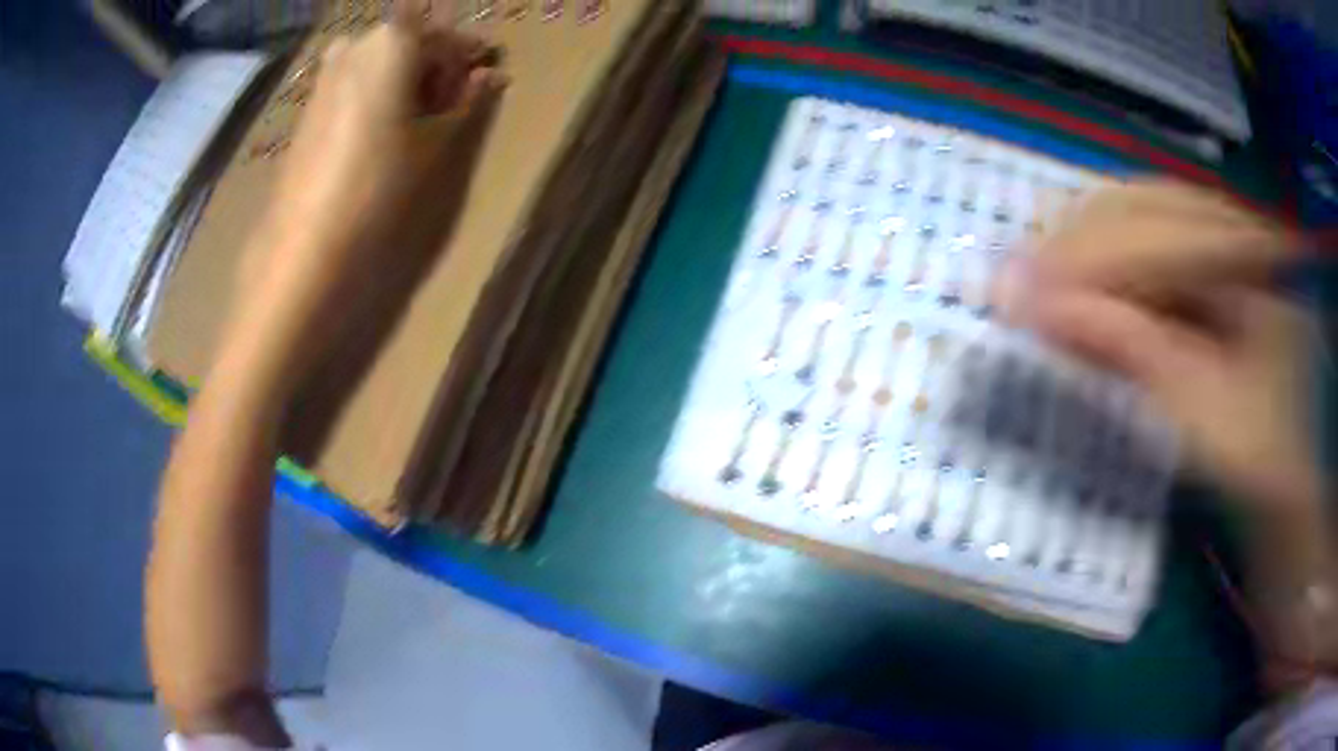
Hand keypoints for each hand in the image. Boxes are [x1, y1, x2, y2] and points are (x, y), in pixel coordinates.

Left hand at [224, 1, 505, 385]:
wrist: (304, 257)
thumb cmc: (384, 193)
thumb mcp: (445, 147)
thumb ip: (473, 101)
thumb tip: (490, 76)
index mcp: (392, 42)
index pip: (444, 34)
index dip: (469, 56)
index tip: (485, 83)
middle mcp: (352, 48)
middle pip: (407, 45)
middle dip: (434, 70)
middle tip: (452, 110)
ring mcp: (323, 82)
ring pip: (378, 68)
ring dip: (404, 89)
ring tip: (418, 132)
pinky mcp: (306, 117)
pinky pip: (352, 92)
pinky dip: (375, 105)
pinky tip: (382, 145)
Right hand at [999, 179, 1322, 511]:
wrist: (1283, 473)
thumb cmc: (1254, 456)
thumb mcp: (1200, 413)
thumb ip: (1131, 351)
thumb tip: (1041, 309)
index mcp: (1252, 258)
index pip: (1158, 236)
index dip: (1087, 261)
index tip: (1017, 291)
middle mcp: (1235, 225)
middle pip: (1140, 205)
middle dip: (1074, 243)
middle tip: (1014, 281)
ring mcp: (1219, 235)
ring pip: (1135, 213)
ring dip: (1081, 246)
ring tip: (1033, 282)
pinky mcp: (1205, 257)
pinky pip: (1144, 237)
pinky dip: (1103, 260)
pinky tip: (1072, 284)